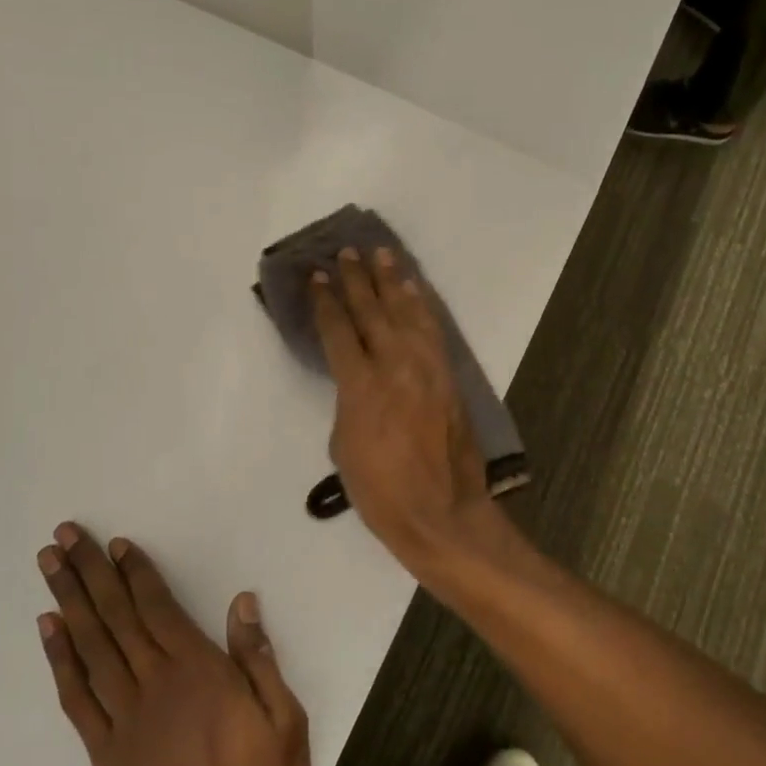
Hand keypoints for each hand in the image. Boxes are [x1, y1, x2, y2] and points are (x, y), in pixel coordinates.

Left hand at [38, 523, 310, 765]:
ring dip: (69, 601)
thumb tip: (242, 603)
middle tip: (63, 536)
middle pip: (116, 616)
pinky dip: (60, 660)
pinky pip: (77, 697)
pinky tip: (48, 631)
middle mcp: (154, 682)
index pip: (158, 607)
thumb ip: (259, 658)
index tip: (114, 544)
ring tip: (48, 567)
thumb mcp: (284, 720)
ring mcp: (123, 718)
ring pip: (90, 647)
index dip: (135, 572)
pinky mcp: (104, 754)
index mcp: (198, 670)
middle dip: (89, 572)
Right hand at [309, 246, 490, 569]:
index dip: (326, 302)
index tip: (317, 276)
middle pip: (372, 311)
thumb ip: (348, 401)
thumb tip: (356, 379)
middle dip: (357, 280)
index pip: (339, 331)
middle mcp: (394, 366)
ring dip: (392, 281)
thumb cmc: (381, 490)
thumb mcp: (344, 446)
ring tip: (381, 254)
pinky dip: (421, 305)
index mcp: (361, 386)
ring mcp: (426, 368)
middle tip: (346, 253)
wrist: (440, 512)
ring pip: (406, 312)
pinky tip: (414, 289)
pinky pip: (432, 330)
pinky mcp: (448, 376)